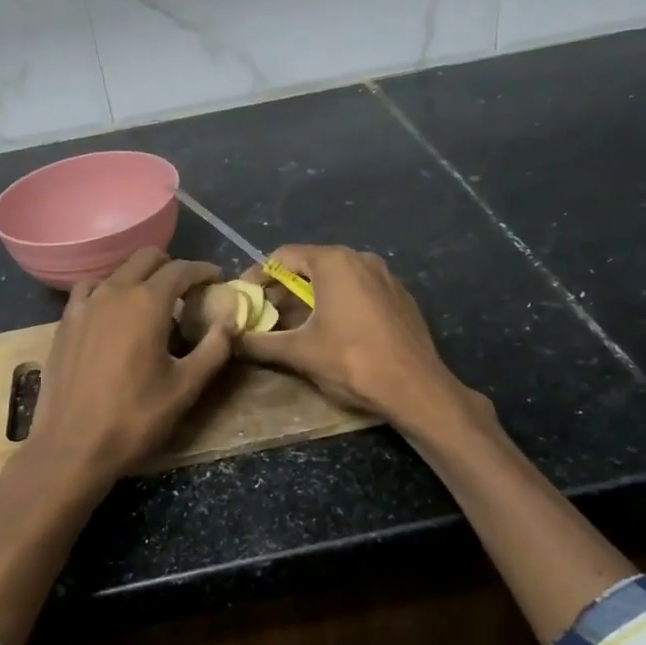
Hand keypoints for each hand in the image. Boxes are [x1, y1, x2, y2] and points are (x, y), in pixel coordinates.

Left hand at [25, 247, 236, 483]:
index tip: (216, 278)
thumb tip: (230, 322)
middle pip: (146, 259)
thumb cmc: (135, 418)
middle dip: (171, 267)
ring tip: (151, 303)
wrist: (72, 447)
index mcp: (147, 303)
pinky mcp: (64, 324)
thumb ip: (214, 348)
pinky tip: (112, 314)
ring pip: (117, 272)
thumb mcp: (186, 387)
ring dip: (139, 278)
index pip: (181, 269)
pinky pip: (89, 291)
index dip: (203, 270)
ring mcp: (84, 306)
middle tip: (188, 290)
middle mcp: (114, 292)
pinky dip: (108, 292)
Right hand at [239, 244, 472, 427]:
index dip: (258, 276)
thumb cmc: (352, 362)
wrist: (416, 388)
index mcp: (334, 262)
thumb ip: (260, 342)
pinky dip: (339, 303)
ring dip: (312, 297)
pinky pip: (360, 291)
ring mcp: (386, 276)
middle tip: (265, 314)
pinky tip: (334, 330)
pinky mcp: (400, 297)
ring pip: (337, 278)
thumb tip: (230, 339)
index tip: (244, 298)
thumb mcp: (299, 352)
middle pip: (310, 265)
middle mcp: (361, 258)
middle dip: (284, 289)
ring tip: (295, 324)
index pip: (283, 256)